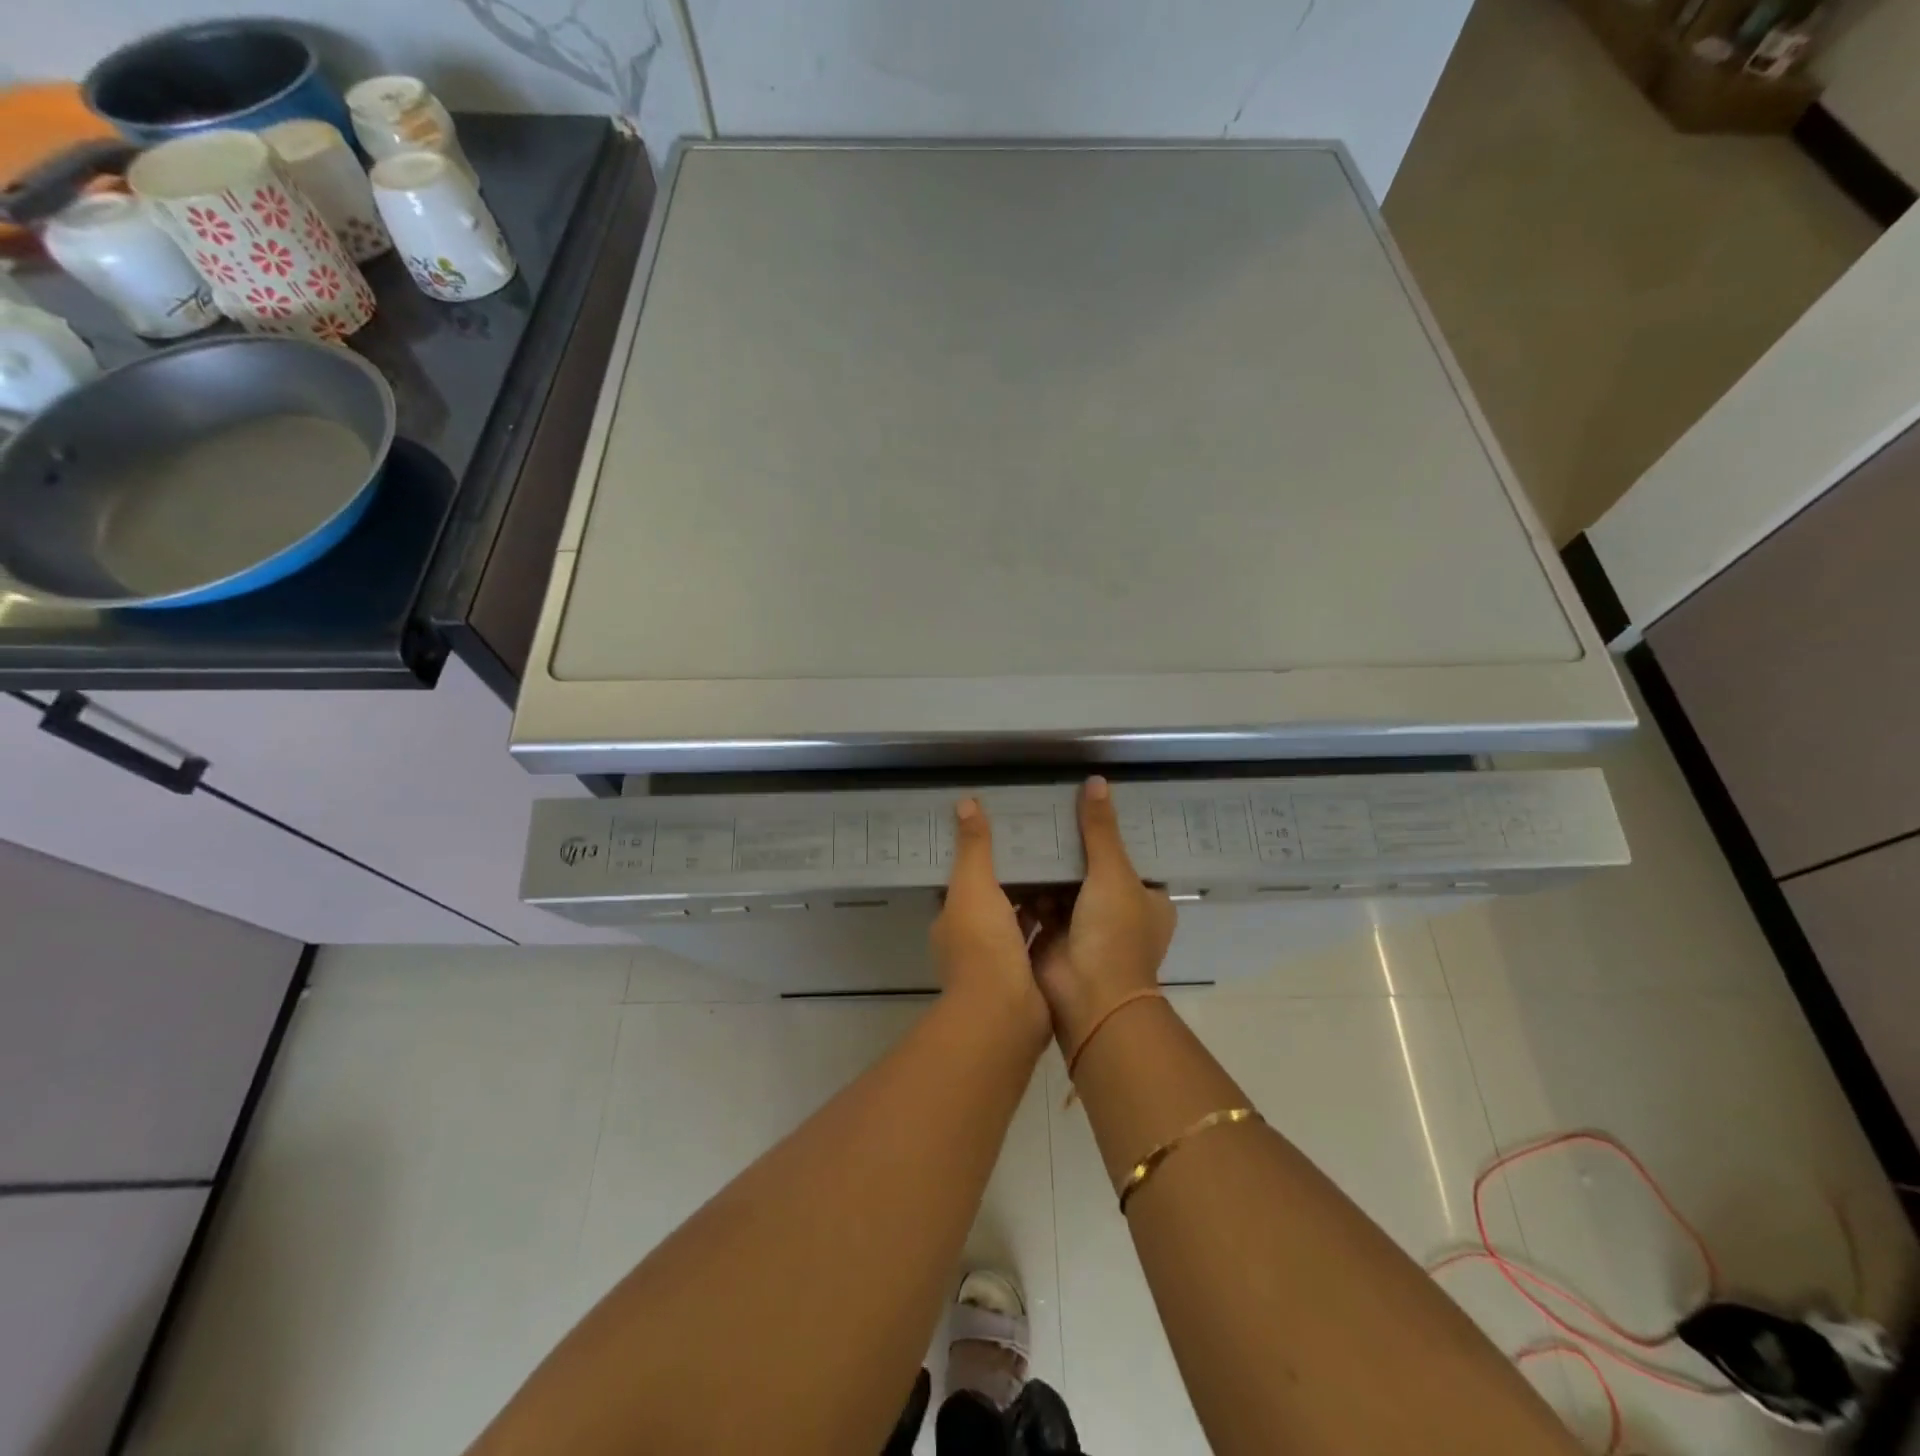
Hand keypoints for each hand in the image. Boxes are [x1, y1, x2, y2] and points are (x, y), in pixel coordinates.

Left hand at [931, 799, 1050, 1046]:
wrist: (1005, 1014)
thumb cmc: (983, 945)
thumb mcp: (975, 886)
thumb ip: (974, 846)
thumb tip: (965, 802)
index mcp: (954, 918)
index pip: (966, 880)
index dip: (984, 858)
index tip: (1009, 833)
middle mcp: (972, 941)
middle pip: (995, 900)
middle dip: (1016, 878)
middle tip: (1045, 847)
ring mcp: (999, 964)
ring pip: (1019, 923)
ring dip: (1037, 902)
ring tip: (1067, 869)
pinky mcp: (1027, 979)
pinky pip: (1041, 942)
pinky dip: (1055, 927)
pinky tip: (1079, 906)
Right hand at [1031, 777, 1176, 1053]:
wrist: (1088, 998)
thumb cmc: (1114, 933)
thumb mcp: (1113, 873)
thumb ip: (1100, 829)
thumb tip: (1096, 781)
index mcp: (1148, 899)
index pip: (1132, 856)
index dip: (1111, 831)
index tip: (1088, 802)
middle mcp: (1119, 912)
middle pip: (1094, 868)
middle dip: (1073, 846)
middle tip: (1048, 808)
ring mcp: (1085, 926)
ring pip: (1064, 885)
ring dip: (1047, 865)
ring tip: (1025, 824)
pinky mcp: (1054, 935)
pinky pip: (1040, 902)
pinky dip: (1028, 886)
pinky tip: (1010, 856)